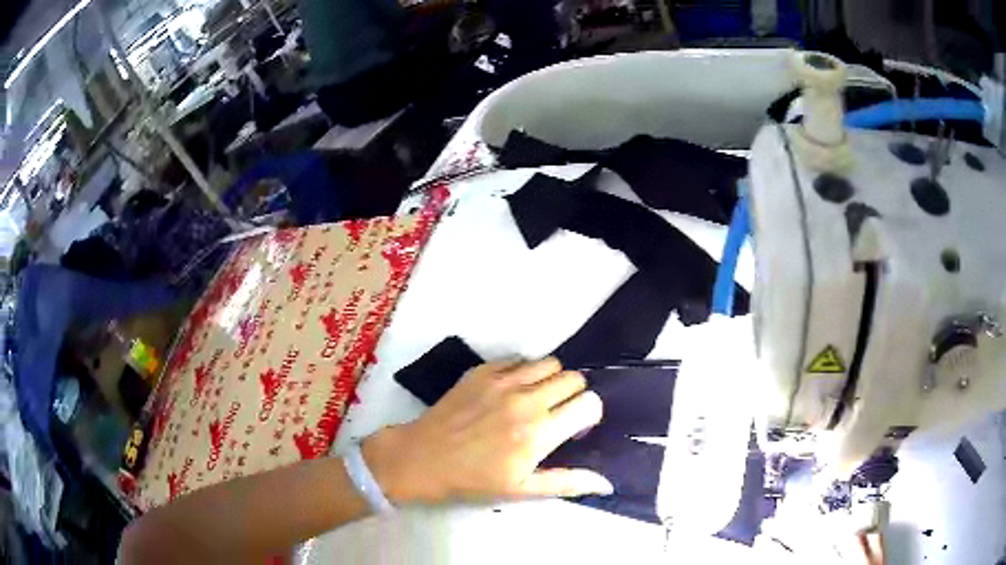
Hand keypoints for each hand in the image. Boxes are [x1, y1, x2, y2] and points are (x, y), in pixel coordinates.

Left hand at [363, 358, 611, 503]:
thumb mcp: (522, 490)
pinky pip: (519, 358)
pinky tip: (510, 391)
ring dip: (551, 379)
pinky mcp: (483, 370)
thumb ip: (567, 482)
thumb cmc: (473, 480)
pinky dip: (523, 371)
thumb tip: (607, 483)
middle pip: (574, 378)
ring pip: (550, 362)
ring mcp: (503, 381)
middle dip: (574, 394)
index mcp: (539, 433)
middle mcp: (526, 400)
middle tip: (557, 413)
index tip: (575, 427)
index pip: (589, 403)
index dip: (589, 414)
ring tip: (536, 398)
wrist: (423, 458)